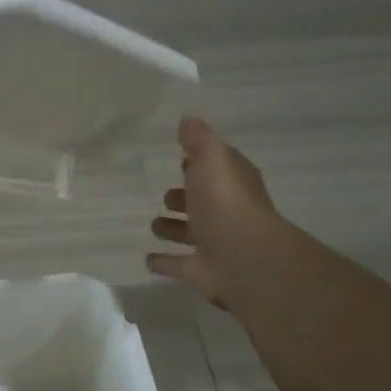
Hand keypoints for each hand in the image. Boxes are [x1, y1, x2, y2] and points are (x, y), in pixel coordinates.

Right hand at [147, 117, 283, 307]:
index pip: (216, 169)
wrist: (242, 257)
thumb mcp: (212, 157)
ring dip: (174, 228)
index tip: (181, 159)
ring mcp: (214, 244)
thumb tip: (188, 120)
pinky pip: (178, 264)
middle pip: (203, 202)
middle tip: (167, 195)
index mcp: (232, 183)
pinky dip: (164, 262)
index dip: (200, 164)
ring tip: (155, 223)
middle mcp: (226, 213)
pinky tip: (148, 258)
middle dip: (185, 197)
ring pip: (190, 233)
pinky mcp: (200, 271)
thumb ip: (198, 140)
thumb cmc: (226, 201)